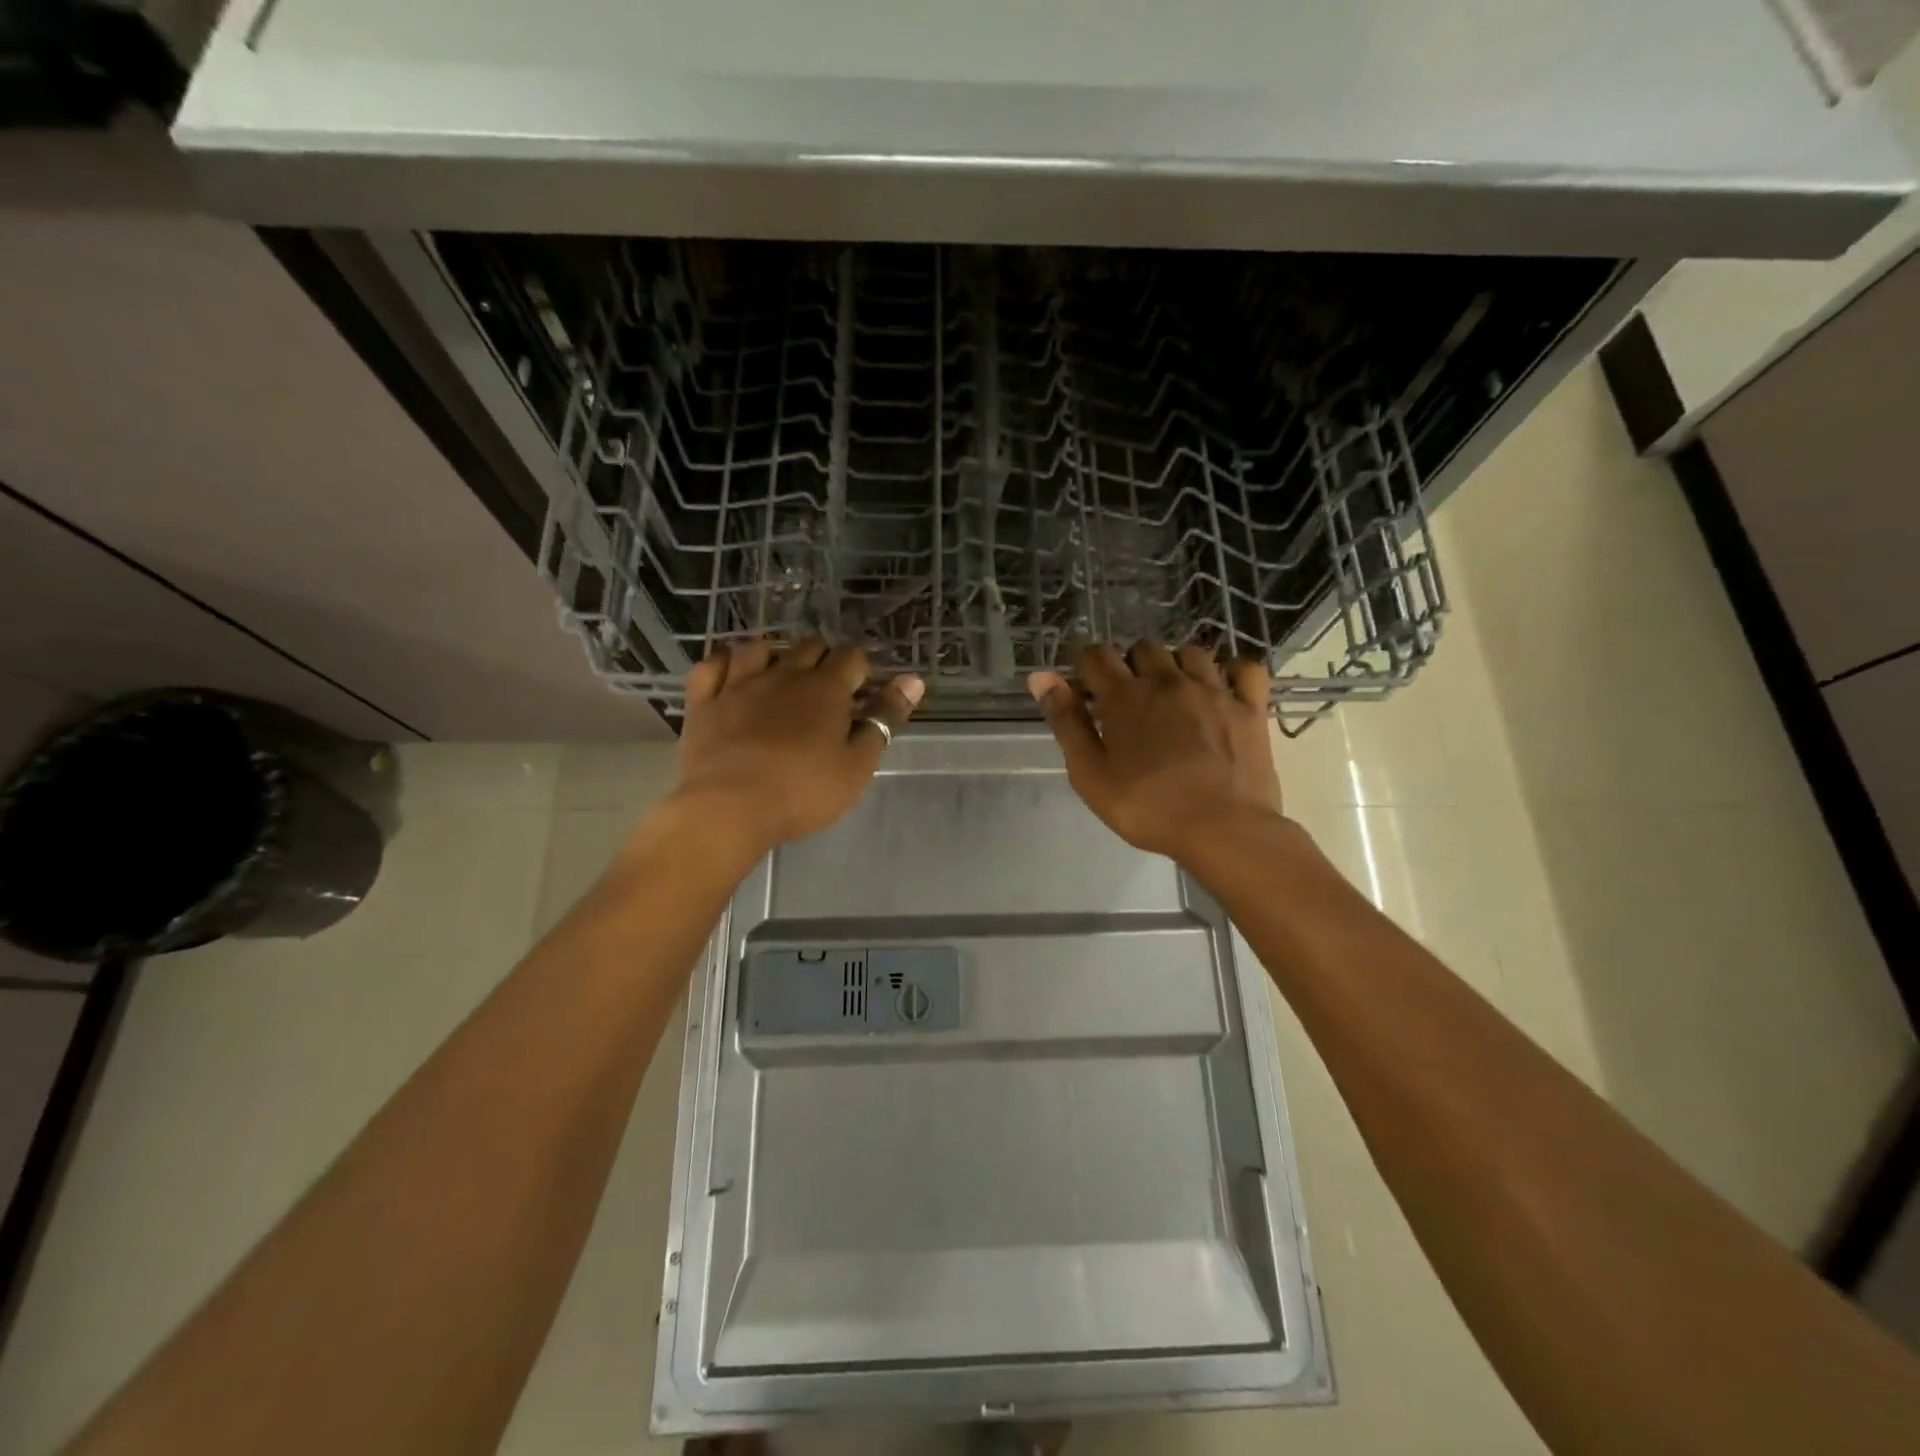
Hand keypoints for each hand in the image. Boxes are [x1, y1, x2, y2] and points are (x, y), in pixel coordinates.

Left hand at [669, 637, 923, 856]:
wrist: (729, 806)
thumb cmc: (804, 790)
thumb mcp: (858, 763)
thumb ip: (885, 718)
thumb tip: (913, 679)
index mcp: (826, 688)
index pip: (852, 657)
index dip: (861, 669)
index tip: (862, 691)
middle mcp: (784, 674)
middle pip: (809, 646)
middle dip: (822, 659)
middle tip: (826, 689)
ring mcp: (739, 683)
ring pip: (759, 648)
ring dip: (775, 655)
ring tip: (780, 674)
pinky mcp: (704, 700)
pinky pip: (712, 665)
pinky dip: (724, 664)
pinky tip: (731, 674)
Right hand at [1029, 642, 1281, 861]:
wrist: (1223, 830)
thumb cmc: (1147, 808)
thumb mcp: (1090, 774)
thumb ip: (1066, 722)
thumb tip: (1040, 676)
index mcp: (1125, 696)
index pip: (1096, 655)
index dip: (1086, 667)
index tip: (1086, 690)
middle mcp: (1169, 680)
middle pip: (1144, 647)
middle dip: (1130, 665)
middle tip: (1129, 701)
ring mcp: (1214, 690)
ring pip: (1191, 651)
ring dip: (1176, 665)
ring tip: (1173, 695)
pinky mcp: (1250, 707)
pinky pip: (1245, 668)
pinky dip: (1231, 671)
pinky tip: (1222, 688)